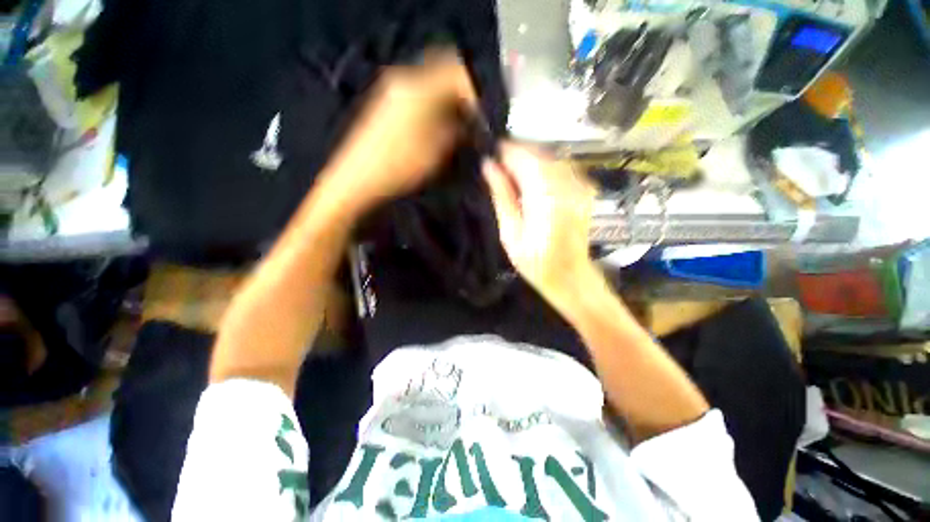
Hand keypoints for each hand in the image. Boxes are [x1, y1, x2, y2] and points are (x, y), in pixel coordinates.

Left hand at [321, 50, 477, 215]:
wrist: (359, 179)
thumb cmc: (401, 166)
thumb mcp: (438, 151)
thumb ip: (458, 130)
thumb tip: (468, 122)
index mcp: (419, 86)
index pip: (458, 71)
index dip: (476, 92)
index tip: (483, 115)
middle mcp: (404, 80)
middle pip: (444, 75)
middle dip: (462, 96)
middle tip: (472, 121)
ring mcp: (392, 91)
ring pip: (431, 87)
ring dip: (448, 104)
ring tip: (456, 129)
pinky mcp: (386, 105)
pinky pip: (418, 97)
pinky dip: (432, 109)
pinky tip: (435, 129)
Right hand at [482, 142, 601, 313]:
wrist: (570, 276)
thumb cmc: (535, 262)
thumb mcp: (510, 233)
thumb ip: (501, 196)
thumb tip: (488, 166)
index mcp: (545, 198)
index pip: (525, 159)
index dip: (507, 151)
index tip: (491, 152)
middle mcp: (566, 186)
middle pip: (540, 154)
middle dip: (518, 154)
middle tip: (499, 163)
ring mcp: (580, 187)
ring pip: (552, 158)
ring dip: (531, 159)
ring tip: (513, 171)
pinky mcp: (585, 191)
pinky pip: (563, 167)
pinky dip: (545, 167)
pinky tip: (534, 179)